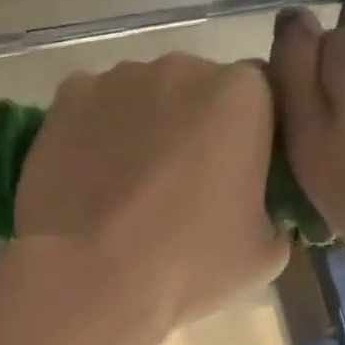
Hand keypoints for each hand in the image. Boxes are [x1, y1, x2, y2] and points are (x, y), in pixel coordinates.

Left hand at [15, 53, 288, 331]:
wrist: (88, 276)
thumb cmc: (187, 264)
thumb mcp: (264, 255)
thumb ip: (276, 214)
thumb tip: (261, 210)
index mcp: (244, 95)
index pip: (261, 99)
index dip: (250, 136)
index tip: (237, 174)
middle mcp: (183, 68)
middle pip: (199, 90)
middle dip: (195, 126)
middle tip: (180, 184)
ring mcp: (119, 77)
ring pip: (143, 97)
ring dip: (144, 128)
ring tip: (127, 186)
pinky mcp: (69, 95)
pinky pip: (94, 108)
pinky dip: (95, 133)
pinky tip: (89, 178)